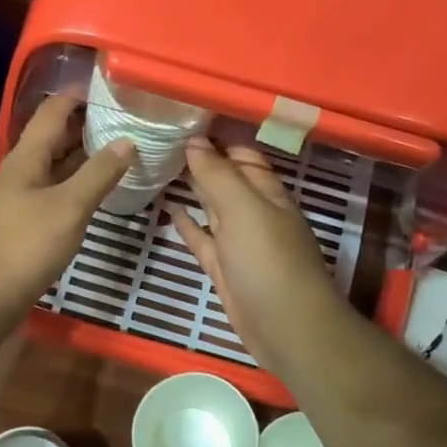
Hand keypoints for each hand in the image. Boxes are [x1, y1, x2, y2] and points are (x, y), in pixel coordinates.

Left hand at [0, 95, 134, 329]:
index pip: (51, 112)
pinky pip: (50, 195)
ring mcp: (16, 202)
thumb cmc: (24, 248)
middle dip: (84, 128)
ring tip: (117, 156)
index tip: (111, 89)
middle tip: (124, 124)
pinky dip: (73, 188)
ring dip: (80, 160)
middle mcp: (18, 174)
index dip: (78, 96)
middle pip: (51, 140)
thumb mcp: (68, 208)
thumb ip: (98, 174)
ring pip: (52, 170)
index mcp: (25, 159)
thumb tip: (127, 140)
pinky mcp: (19, 228)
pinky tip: (92, 197)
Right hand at [170, 137, 356, 379]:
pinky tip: (170, 211)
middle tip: (163, 140)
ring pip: (213, 208)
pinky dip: (188, 224)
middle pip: (226, 179)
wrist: (285, 327)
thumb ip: (218, 175)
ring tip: (160, 168)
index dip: (217, 137)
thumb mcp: (243, 209)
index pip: (241, 154)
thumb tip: (193, 141)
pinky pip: (203, 239)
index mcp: (266, 192)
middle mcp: (254, 212)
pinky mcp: (224, 268)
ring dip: (193, 189)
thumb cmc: (268, 261)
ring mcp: (239, 242)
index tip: (182, 119)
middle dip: (201, 160)